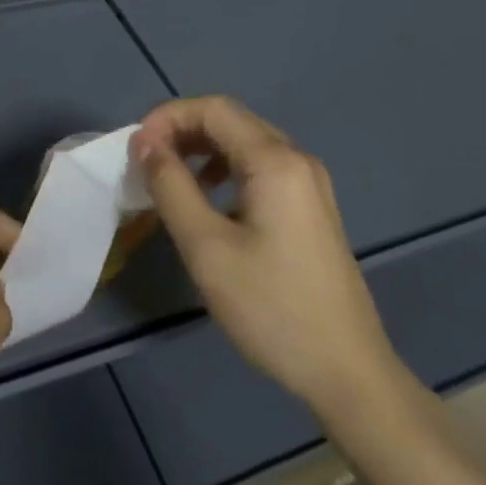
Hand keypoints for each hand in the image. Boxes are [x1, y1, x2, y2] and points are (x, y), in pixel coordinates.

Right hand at [131, 96, 402, 423]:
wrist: (349, 375)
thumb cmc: (272, 309)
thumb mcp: (207, 248)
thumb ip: (171, 186)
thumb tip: (144, 142)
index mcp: (275, 161)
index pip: (212, 109)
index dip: (168, 117)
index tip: (136, 149)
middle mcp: (296, 159)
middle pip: (231, 120)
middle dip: (183, 130)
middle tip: (147, 161)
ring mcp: (310, 184)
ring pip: (246, 143)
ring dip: (202, 149)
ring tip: (171, 178)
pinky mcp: (312, 208)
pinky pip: (262, 168)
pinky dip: (226, 169)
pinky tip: (211, 201)